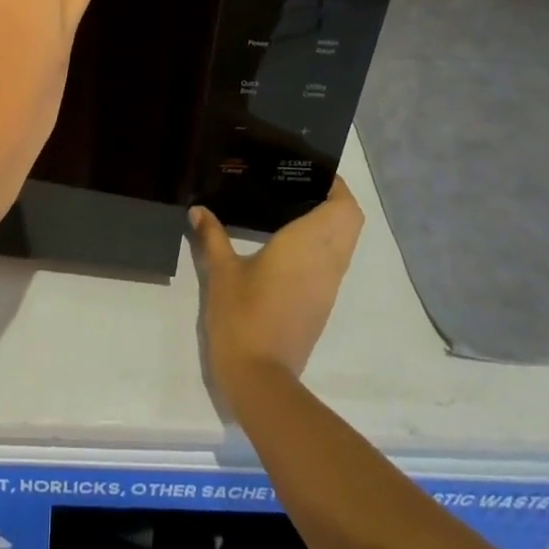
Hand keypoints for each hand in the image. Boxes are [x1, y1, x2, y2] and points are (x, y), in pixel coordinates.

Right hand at [189, 179, 363, 392]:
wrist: (260, 376)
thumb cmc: (242, 316)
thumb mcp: (221, 272)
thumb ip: (212, 237)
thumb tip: (198, 210)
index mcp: (307, 245)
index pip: (342, 206)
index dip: (334, 185)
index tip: (309, 171)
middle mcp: (327, 261)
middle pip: (351, 221)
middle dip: (334, 200)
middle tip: (299, 187)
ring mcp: (328, 285)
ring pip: (346, 243)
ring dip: (331, 223)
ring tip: (293, 209)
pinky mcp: (323, 303)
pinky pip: (334, 262)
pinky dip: (324, 246)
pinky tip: (290, 244)